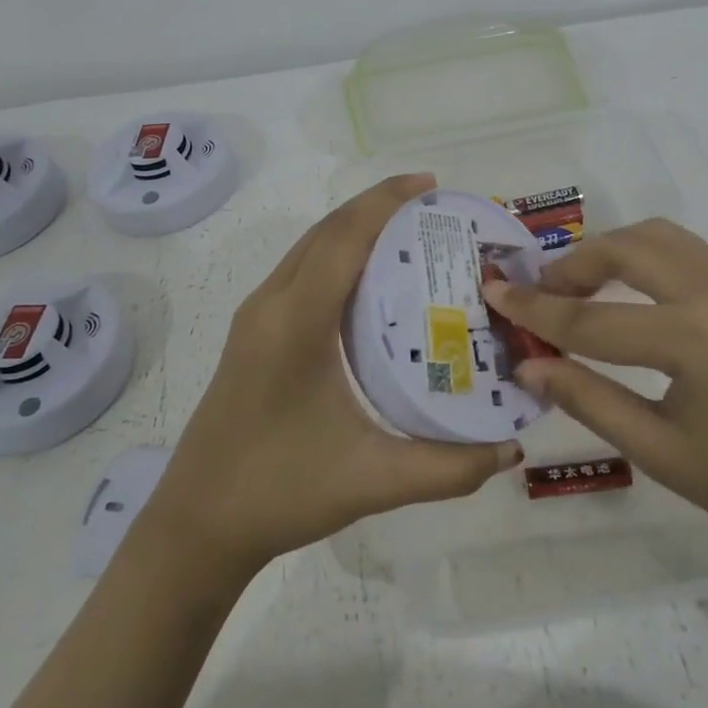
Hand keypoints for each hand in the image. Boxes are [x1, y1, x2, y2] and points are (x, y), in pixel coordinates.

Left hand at [143, 174, 523, 577]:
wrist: (196, 524)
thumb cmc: (279, 492)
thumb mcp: (371, 481)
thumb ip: (448, 468)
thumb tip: (512, 448)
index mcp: (295, 323)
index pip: (344, 238)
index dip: (386, 201)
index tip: (431, 184)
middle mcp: (271, 304)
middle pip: (326, 230)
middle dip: (377, 206)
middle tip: (434, 206)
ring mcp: (256, 317)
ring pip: (309, 247)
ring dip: (354, 227)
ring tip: (409, 231)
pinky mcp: (252, 333)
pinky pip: (300, 271)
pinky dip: (337, 254)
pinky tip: (370, 281)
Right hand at [481, 218, 707, 559]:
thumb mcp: (663, 453)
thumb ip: (589, 401)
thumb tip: (530, 368)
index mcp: (693, 338)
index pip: (590, 320)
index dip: (534, 311)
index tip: (491, 292)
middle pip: (625, 250)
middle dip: (572, 266)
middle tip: (540, 294)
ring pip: (659, 237)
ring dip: (611, 252)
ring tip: (580, 288)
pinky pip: (686, 252)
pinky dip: (645, 257)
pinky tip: (632, 295)